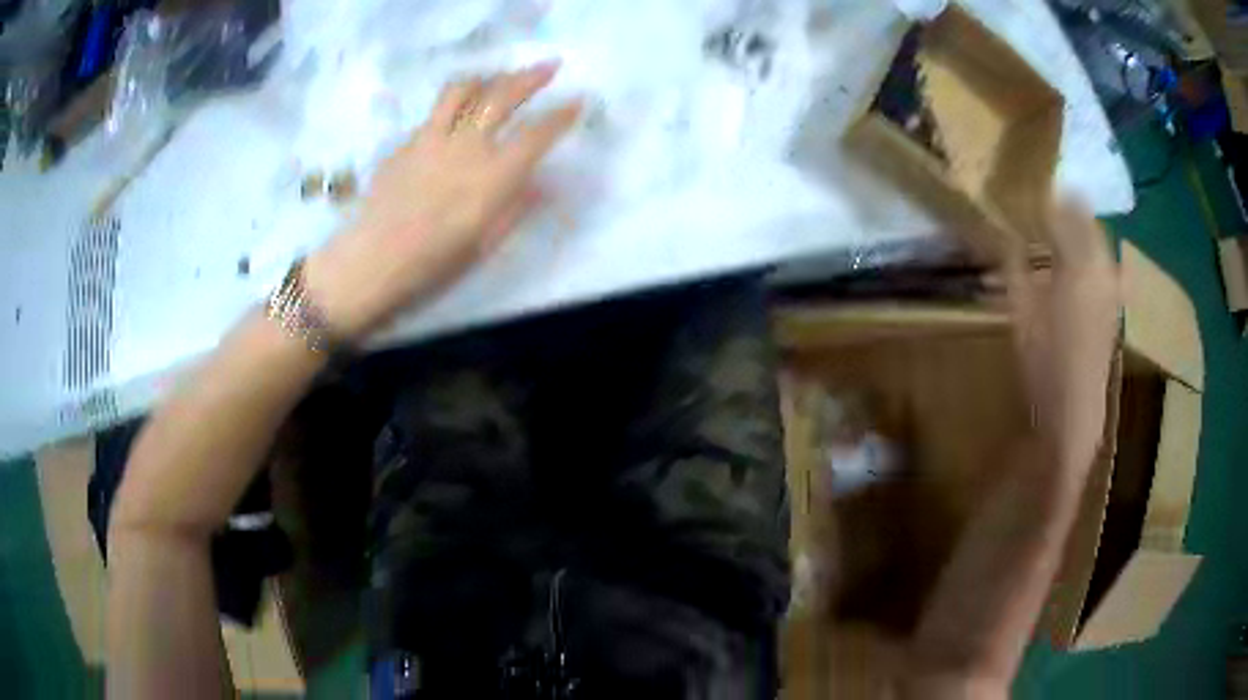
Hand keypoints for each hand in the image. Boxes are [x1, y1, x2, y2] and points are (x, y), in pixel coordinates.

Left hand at [305, 61, 582, 339]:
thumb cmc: (435, 260)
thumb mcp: (486, 242)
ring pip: (463, 91)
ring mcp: (433, 138)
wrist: (375, 259)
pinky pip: (435, 113)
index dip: (562, 115)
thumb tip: (543, 184)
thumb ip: (517, 206)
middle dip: (531, 77)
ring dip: (487, 78)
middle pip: (502, 96)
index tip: (577, 101)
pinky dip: (453, 106)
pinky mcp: (407, 142)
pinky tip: (455, 116)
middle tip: (549, 66)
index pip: (537, 134)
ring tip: (497, 77)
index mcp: (494, 174)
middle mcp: (467, 146)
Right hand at [1007, 200, 1119, 473]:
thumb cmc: (1044, 364)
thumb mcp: (1020, 312)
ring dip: (1077, 224)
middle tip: (1038, 205)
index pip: (1059, 211)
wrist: (1076, 412)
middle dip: (1063, 205)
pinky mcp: (1114, 299)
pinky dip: (1088, 248)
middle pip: (1085, 216)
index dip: (1040, 198)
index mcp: (1076, 265)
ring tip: (1055, 227)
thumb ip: (1013, 264)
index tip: (1021, 192)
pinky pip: (1104, 258)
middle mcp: (1100, 266)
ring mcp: (1111, 283)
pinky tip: (1074, 260)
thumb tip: (1002, 231)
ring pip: (1097, 236)